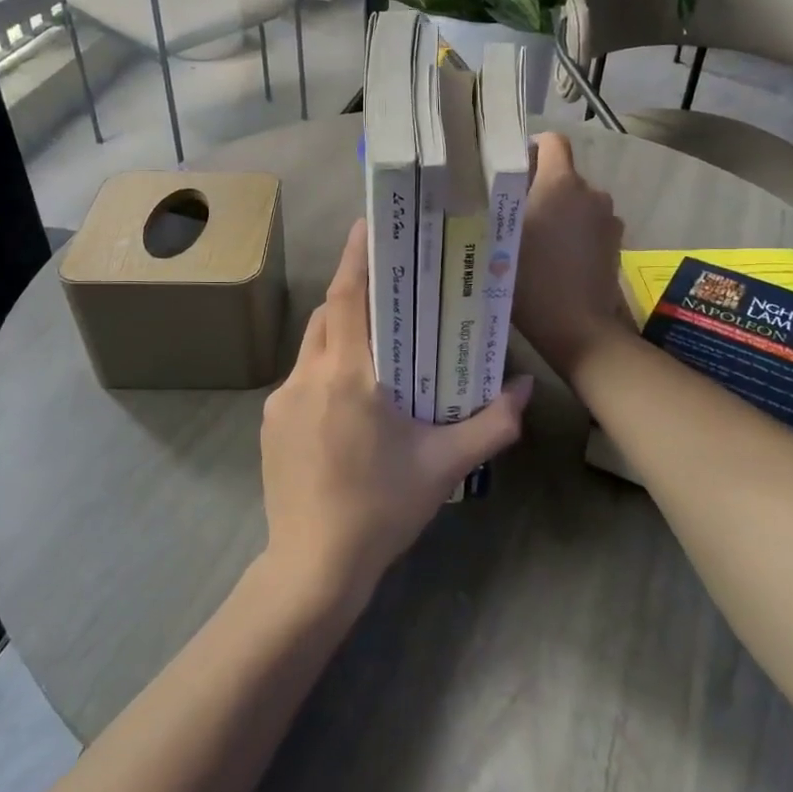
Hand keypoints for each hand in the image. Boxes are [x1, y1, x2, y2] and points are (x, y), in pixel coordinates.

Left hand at [259, 220, 531, 608]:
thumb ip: (491, 424)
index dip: (356, 256)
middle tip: (389, 291)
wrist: (313, 566)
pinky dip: (325, 371)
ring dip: (339, 336)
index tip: (367, 225)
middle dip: (354, 295)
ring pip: (312, 347)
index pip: (348, 297)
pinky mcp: (270, 424)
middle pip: (328, 315)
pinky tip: (349, 404)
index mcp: (347, 375)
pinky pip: (301, 380)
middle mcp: (307, 376)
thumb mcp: (444, 466)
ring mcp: (281, 400)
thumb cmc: (381, 508)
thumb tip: (522, 387)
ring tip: (375, 349)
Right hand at [512, 133, 632, 379]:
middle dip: (540, 188)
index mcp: (561, 183)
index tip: (512, 173)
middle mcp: (591, 192)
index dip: (531, 150)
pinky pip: (590, 224)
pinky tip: (559, 259)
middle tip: (514, 216)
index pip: (552, 142)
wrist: (576, 327)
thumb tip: (489, 186)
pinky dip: (575, 233)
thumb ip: (496, 204)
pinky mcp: (616, 243)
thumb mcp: (497, 238)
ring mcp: (608, 218)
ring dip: (559, 212)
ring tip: (537, 242)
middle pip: (563, 175)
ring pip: (577, 202)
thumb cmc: (529, 279)